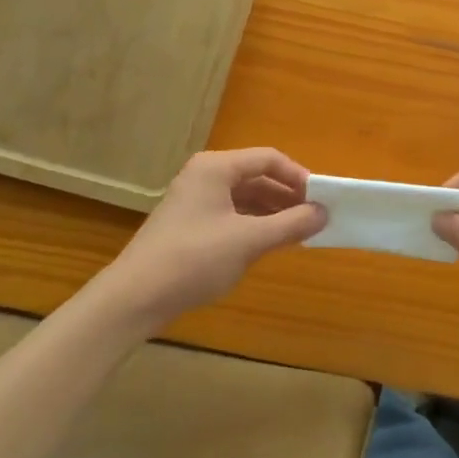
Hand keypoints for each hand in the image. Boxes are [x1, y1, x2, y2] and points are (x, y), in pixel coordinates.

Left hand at [103, 149, 325, 333]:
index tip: (322, 199)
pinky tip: (270, 243)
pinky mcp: (190, 224)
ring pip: (245, 197)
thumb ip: (290, 224)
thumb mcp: (249, 241)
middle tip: (316, 217)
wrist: (134, 298)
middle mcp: (205, 176)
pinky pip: (232, 214)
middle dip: (288, 196)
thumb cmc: (194, 259)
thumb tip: (323, 213)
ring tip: (299, 232)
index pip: (268, 159)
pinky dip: (254, 225)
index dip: (298, 177)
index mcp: (216, 167)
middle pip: (257, 176)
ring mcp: (195, 200)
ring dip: (273, 212)